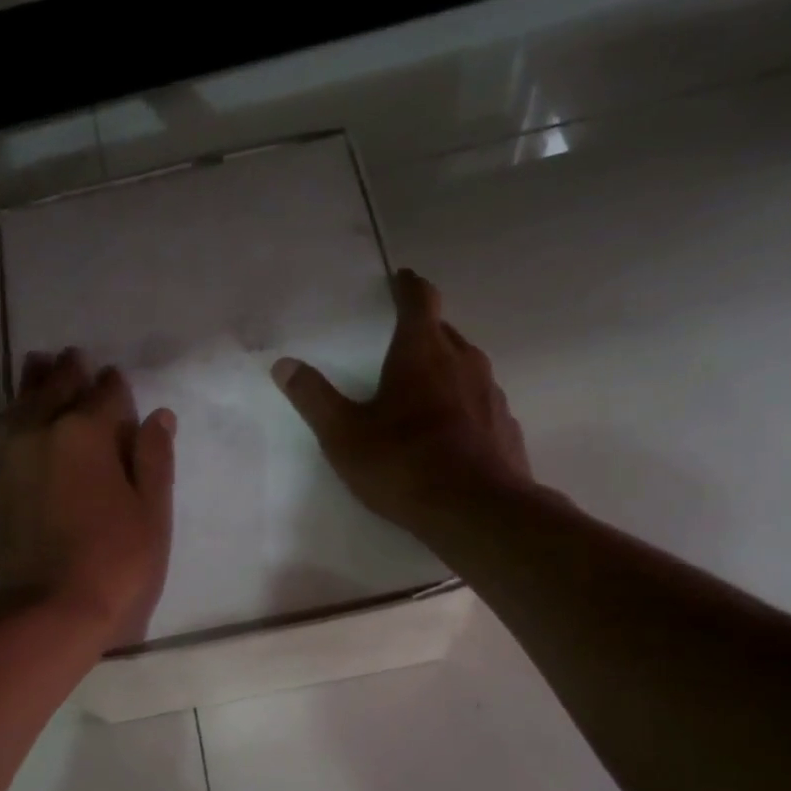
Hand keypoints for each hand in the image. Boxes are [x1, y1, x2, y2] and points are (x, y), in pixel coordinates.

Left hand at [0, 348, 175, 649]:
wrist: (45, 613)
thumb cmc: (114, 563)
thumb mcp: (151, 514)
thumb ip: (152, 460)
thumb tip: (157, 415)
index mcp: (86, 434)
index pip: (104, 394)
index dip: (114, 386)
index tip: (117, 378)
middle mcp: (42, 433)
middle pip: (55, 389)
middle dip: (69, 372)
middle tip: (75, 357)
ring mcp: (11, 459)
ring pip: (21, 405)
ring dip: (33, 383)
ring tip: (38, 365)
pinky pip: (5, 433)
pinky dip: (15, 415)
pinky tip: (19, 415)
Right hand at [272, 269, 531, 528]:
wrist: (476, 511)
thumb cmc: (403, 465)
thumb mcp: (344, 435)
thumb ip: (314, 398)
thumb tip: (284, 364)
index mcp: (421, 353)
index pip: (419, 301)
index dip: (408, 286)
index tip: (401, 278)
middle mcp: (463, 361)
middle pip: (444, 332)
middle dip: (424, 330)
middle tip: (403, 341)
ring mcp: (491, 393)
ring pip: (466, 367)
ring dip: (446, 369)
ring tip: (425, 389)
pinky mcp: (506, 425)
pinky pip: (481, 402)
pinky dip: (464, 404)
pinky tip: (452, 431)